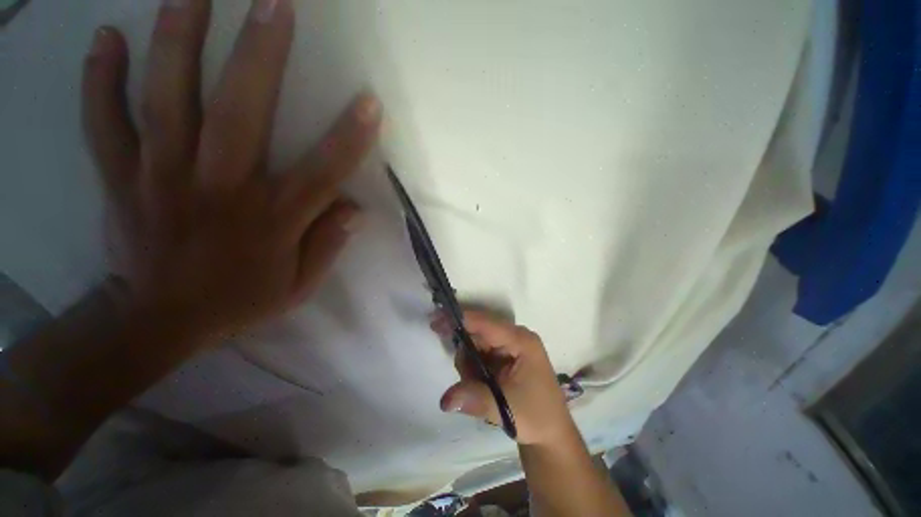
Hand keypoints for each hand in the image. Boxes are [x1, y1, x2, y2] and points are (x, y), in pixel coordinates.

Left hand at [81, 0, 380, 340]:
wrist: (162, 322)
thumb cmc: (240, 301)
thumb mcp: (300, 286)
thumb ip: (328, 246)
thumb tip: (355, 210)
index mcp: (271, 221)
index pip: (321, 173)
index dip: (349, 138)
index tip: (370, 103)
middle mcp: (218, 190)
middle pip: (239, 116)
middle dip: (259, 57)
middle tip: (276, 5)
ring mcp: (161, 179)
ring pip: (166, 102)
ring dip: (176, 42)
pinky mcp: (121, 180)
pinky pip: (103, 123)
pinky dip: (99, 79)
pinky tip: (105, 37)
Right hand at [433, 310, 574, 444]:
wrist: (551, 434)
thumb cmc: (536, 416)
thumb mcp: (506, 407)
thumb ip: (475, 398)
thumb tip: (445, 400)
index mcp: (521, 340)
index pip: (486, 323)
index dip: (461, 319)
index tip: (436, 319)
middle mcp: (515, 337)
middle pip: (479, 331)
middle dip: (463, 347)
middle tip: (458, 369)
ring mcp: (510, 346)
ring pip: (477, 342)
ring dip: (468, 362)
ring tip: (475, 386)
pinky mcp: (504, 356)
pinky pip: (480, 352)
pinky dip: (472, 366)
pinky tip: (477, 383)